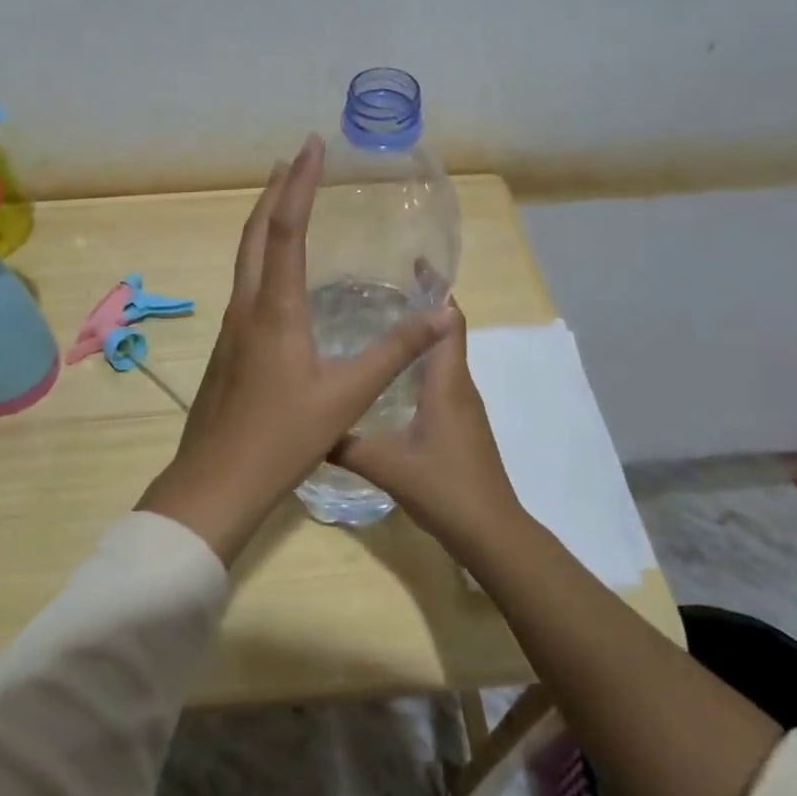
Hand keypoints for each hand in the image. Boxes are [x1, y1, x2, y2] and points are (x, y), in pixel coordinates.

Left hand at [136, 134, 456, 562]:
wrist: (215, 482)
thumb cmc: (281, 438)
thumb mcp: (346, 396)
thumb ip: (394, 351)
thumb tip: (443, 312)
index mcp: (274, 309)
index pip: (285, 229)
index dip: (300, 184)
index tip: (312, 145)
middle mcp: (247, 307)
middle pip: (255, 233)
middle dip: (276, 190)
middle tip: (297, 158)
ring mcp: (231, 327)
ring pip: (244, 258)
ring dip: (264, 221)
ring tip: (286, 199)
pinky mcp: (228, 347)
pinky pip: (245, 283)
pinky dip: (261, 256)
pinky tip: (277, 272)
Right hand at [330, 305, 523, 550]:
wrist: (490, 531)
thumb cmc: (444, 488)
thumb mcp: (386, 464)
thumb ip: (345, 443)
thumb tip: (307, 425)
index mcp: (447, 383)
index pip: (449, 321)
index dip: (436, 290)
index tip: (411, 264)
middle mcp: (459, 386)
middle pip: (446, 333)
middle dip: (420, 308)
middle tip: (377, 291)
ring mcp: (463, 407)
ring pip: (442, 359)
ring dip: (418, 338)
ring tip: (377, 326)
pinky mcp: (460, 426)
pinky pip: (440, 381)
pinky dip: (419, 366)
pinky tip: (389, 378)